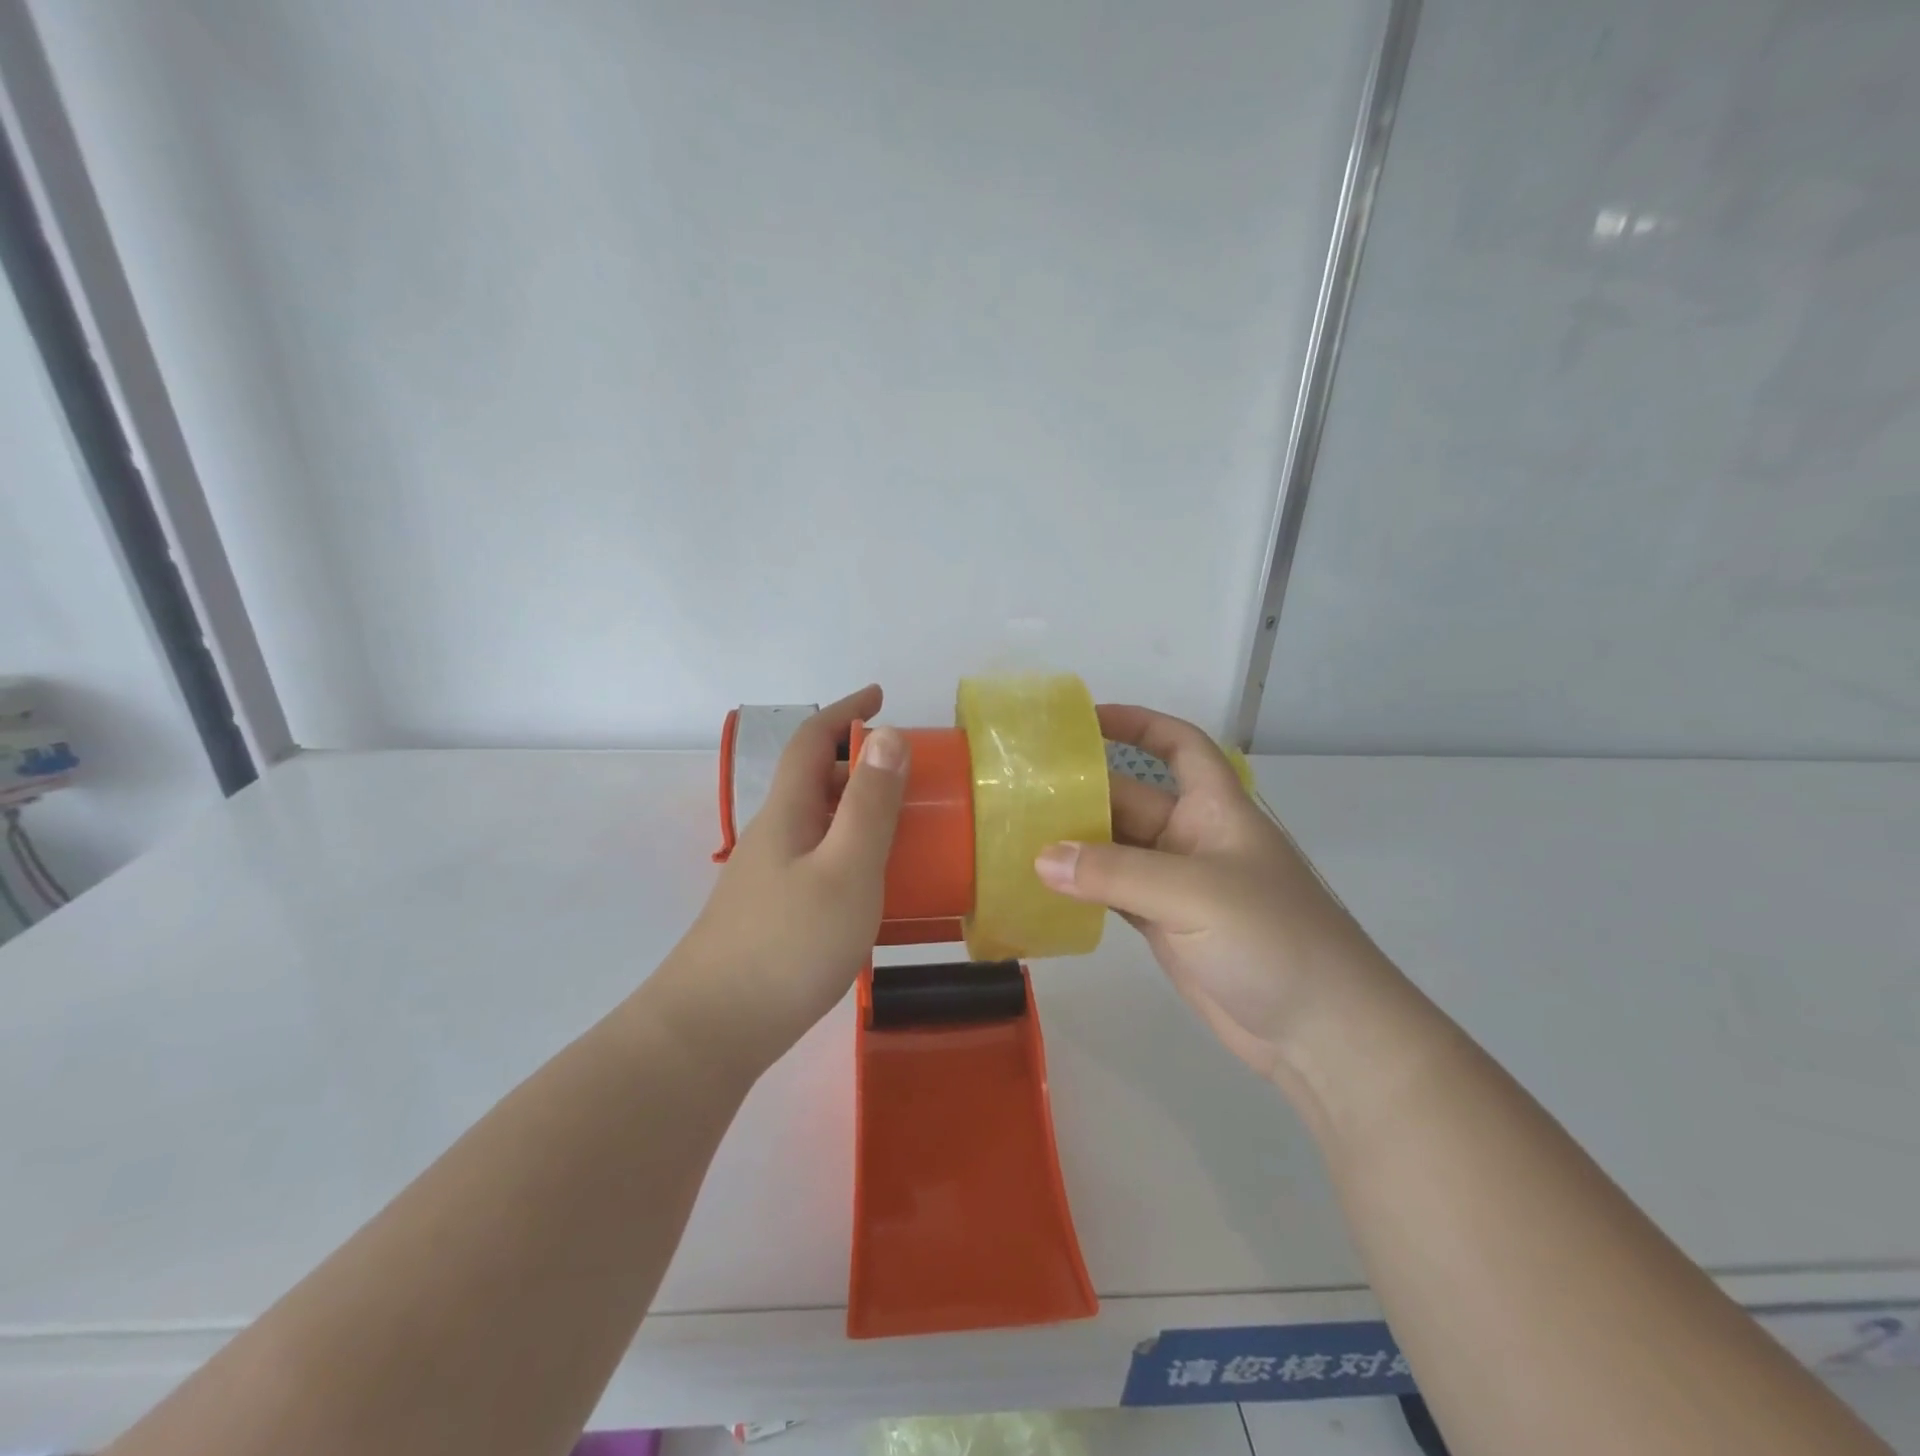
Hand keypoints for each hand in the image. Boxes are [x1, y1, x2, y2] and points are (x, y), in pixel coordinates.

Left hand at [661, 687, 908, 1073]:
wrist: (711, 1031)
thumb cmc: (787, 943)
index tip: (880, 695)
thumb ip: (870, 804)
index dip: (845, 711)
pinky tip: (875, 885)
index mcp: (788, 812)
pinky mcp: (774, 912)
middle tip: (911, 772)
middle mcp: (774, 835)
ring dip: (858, 808)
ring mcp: (770, 877)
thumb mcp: (846, 869)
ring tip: (904, 825)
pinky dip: (852, 850)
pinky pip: (820, 859)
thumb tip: (888, 734)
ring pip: (819, 822)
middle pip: (814, 779)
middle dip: (860, 761)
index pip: (811, 740)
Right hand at [1034, 705, 1394, 1079]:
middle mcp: (1192, 838)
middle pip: (1130, 799)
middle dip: (1082, 791)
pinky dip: (1080, 888)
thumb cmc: (1272, 938)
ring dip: (1073, 843)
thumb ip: (1115, 873)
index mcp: (1215, 809)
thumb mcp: (1194, 893)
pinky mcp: (1164, 927)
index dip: (1138, 724)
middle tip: (1018, 791)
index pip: (1178, 746)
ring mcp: (1176, 886)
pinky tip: (1041, 886)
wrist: (1320, 1032)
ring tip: (1014, 835)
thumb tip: (1041, 858)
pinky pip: (1112, 894)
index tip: (1085, 719)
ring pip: (1114, 850)